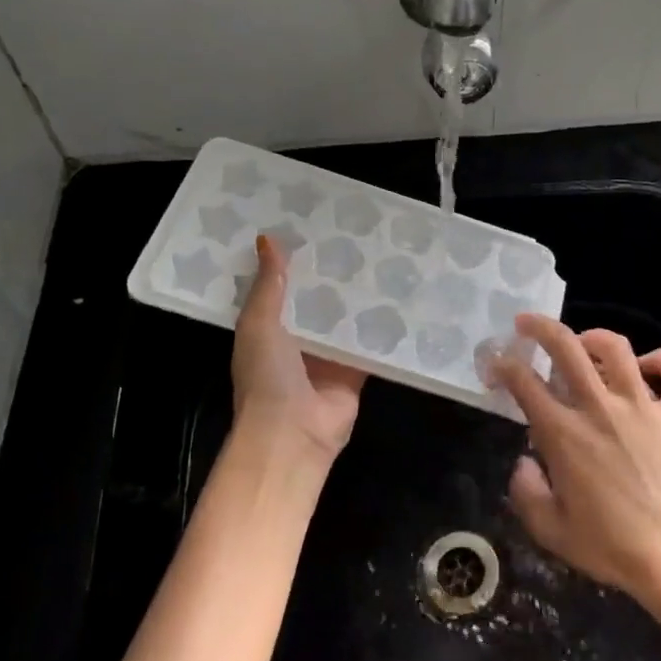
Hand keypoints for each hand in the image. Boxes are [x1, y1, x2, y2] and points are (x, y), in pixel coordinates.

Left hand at [230, 235, 365, 461]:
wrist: (292, 434)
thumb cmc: (267, 375)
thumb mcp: (258, 323)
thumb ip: (268, 284)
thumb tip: (267, 238)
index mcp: (268, 328)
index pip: (282, 287)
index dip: (295, 261)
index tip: (313, 227)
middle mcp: (298, 341)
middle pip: (318, 301)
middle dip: (333, 276)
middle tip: (357, 236)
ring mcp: (328, 357)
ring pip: (346, 320)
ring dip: (359, 298)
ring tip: (383, 259)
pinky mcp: (355, 372)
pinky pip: (370, 345)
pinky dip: (382, 328)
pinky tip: (401, 299)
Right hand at [487, 315, 660, 604]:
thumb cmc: (613, 549)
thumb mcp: (552, 532)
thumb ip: (526, 492)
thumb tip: (525, 462)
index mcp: (564, 434)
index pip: (523, 381)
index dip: (502, 365)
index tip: (495, 364)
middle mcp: (600, 408)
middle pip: (565, 346)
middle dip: (539, 327)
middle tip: (527, 324)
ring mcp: (644, 406)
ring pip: (617, 347)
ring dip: (594, 337)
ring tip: (584, 343)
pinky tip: (647, 369)